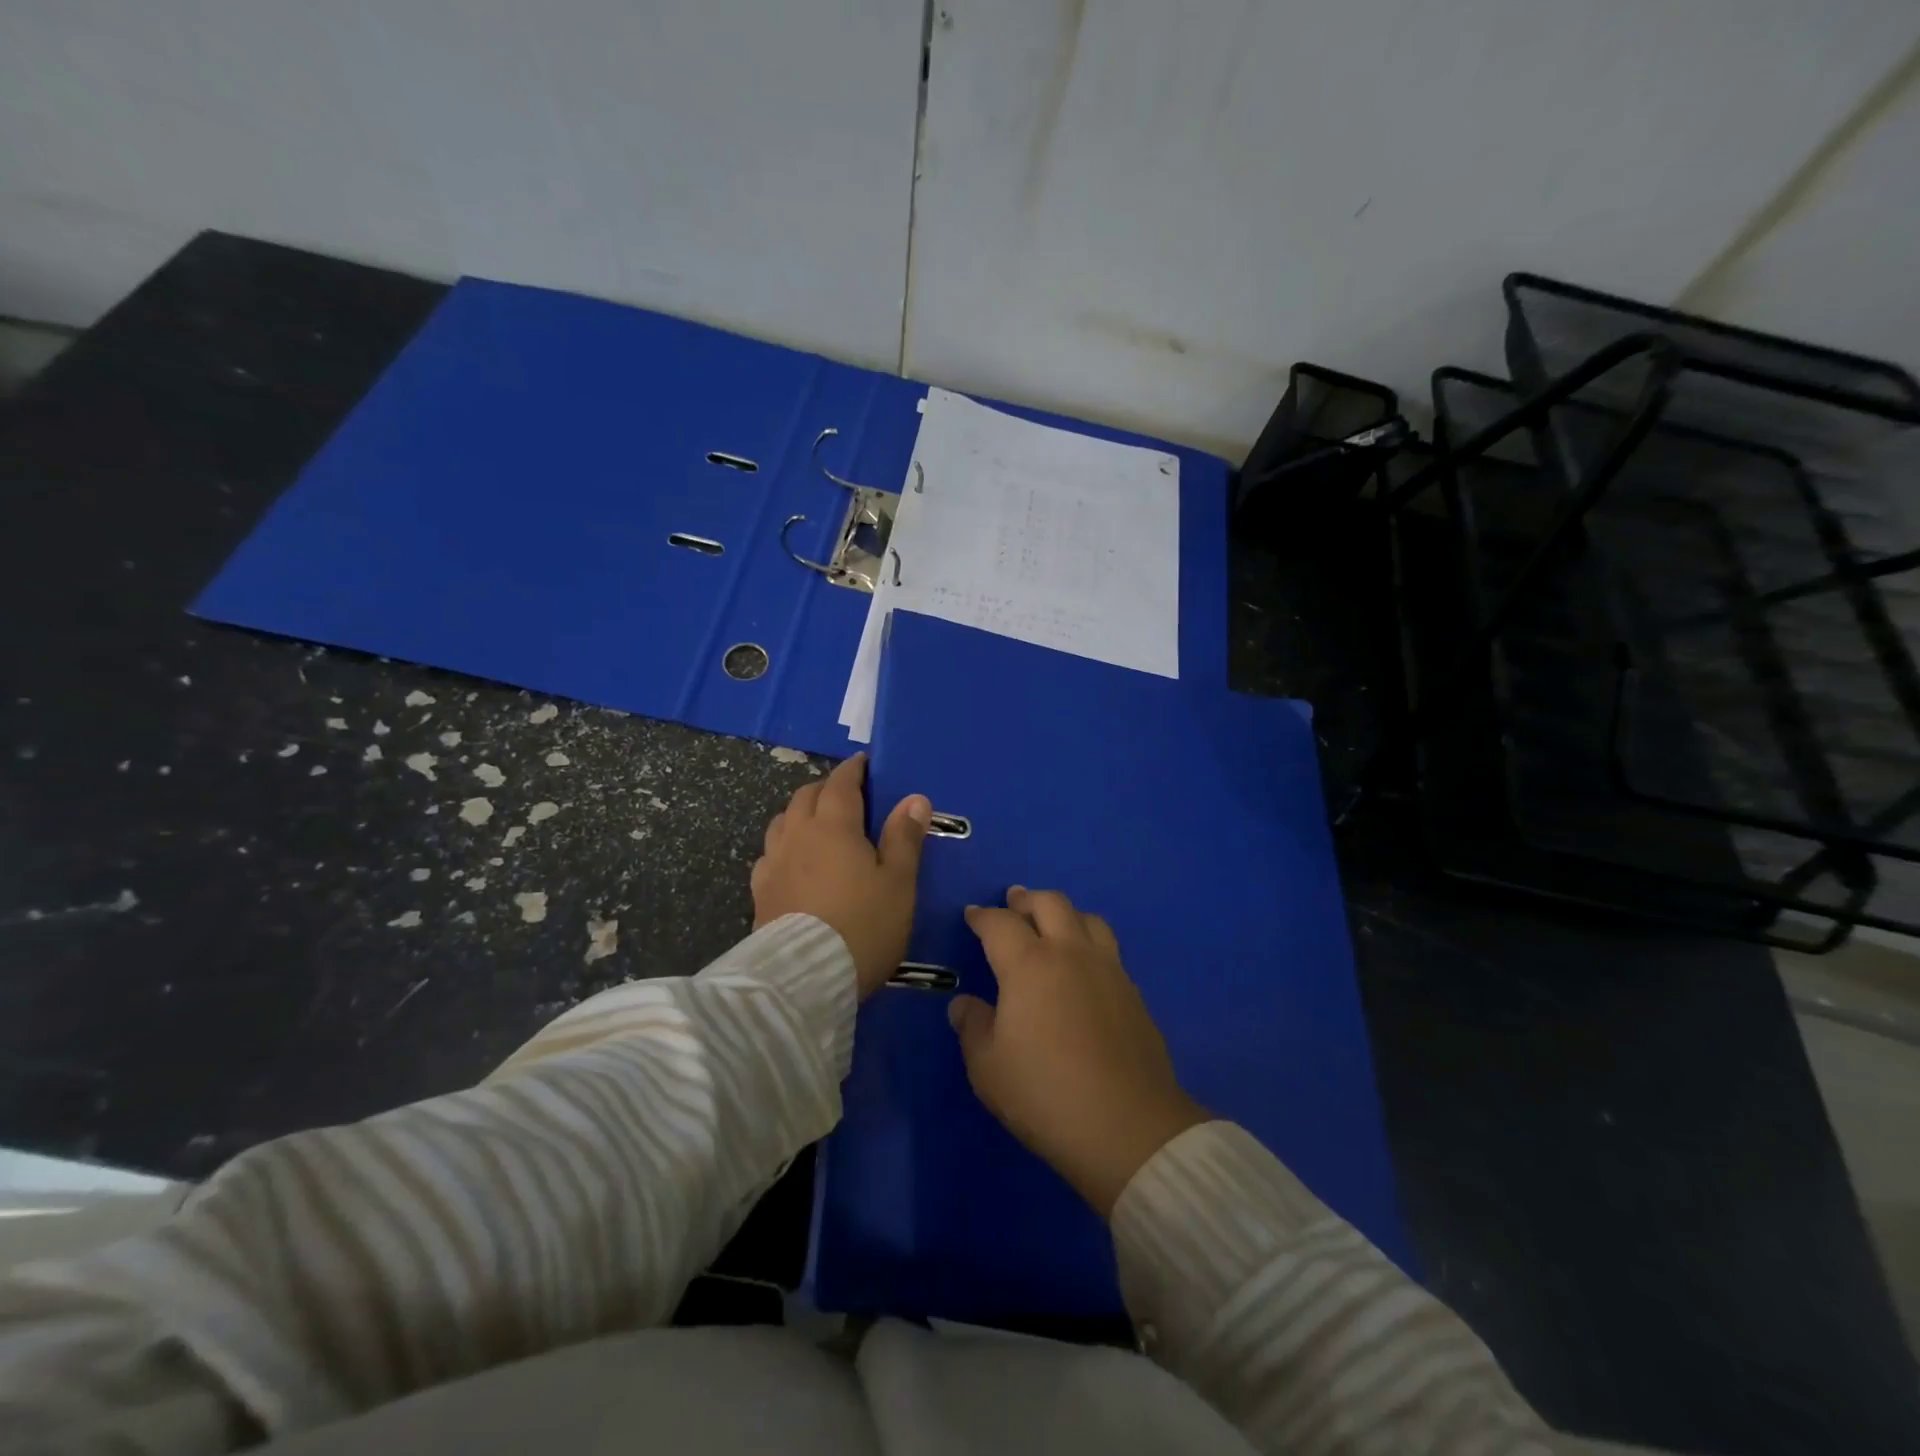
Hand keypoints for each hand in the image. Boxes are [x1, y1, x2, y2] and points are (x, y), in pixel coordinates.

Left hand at [752, 753, 931, 998]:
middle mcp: (797, 835)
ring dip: (800, 813)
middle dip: (826, 788)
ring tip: (818, 824)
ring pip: (782, 822)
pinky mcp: (759, 893)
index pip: (841, 783)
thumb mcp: (898, 883)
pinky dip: (784, 846)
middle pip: (806, 796)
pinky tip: (793, 862)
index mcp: (833, 826)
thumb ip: (904, 838)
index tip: (864, 764)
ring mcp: (773, 863)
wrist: (803, 980)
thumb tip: (914, 798)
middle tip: (847, 795)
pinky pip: (770, 854)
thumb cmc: (863, 925)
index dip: (853, 770)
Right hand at [950, 887, 1208, 1217]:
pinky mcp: (1133, 993)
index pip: (1000, 924)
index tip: (972, 915)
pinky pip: (1108, 949)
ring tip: (1052, 924)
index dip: (982, 916)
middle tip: (1013, 902)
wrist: (1127, 1126)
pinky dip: (1088, 943)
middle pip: (1050, 904)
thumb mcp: (989, 1068)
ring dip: (1064, 913)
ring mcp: (1108, 970)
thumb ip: (973, 1028)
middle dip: (1026, 899)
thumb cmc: (1045, 1094)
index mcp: (1029, 964)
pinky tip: (1083, 967)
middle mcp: (1071, 954)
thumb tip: (964, 1004)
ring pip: (1088, 919)